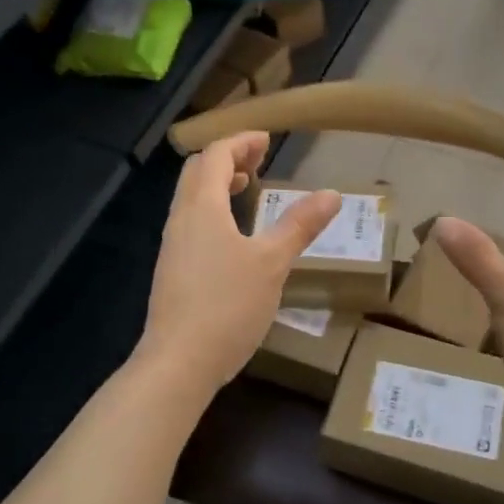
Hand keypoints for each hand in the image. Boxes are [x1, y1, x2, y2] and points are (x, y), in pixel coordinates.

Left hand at [137, 133, 340, 391]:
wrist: (179, 362)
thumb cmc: (228, 306)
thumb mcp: (272, 264)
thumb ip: (299, 226)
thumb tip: (332, 194)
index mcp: (202, 208)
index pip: (216, 156)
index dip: (241, 142)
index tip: (267, 141)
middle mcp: (181, 220)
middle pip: (197, 172)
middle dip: (227, 158)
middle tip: (257, 161)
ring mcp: (172, 247)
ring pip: (190, 199)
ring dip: (217, 185)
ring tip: (246, 190)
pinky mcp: (171, 271)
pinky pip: (190, 224)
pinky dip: (211, 212)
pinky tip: (232, 238)